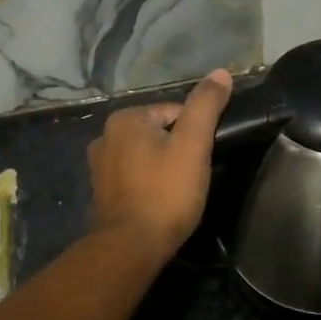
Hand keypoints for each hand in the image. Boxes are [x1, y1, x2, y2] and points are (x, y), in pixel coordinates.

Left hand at [87, 69, 232, 253]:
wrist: (132, 246)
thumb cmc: (166, 192)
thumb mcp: (193, 144)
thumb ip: (206, 105)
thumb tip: (221, 72)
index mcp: (125, 118)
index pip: (175, 112)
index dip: (195, 135)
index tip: (202, 159)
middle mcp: (105, 135)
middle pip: (160, 132)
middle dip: (179, 150)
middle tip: (192, 177)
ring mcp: (99, 165)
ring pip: (147, 154)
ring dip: (164, 167)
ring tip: (178, 191)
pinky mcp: (101, 190)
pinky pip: (134, 175)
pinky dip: (149, 182)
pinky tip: (159, 200)